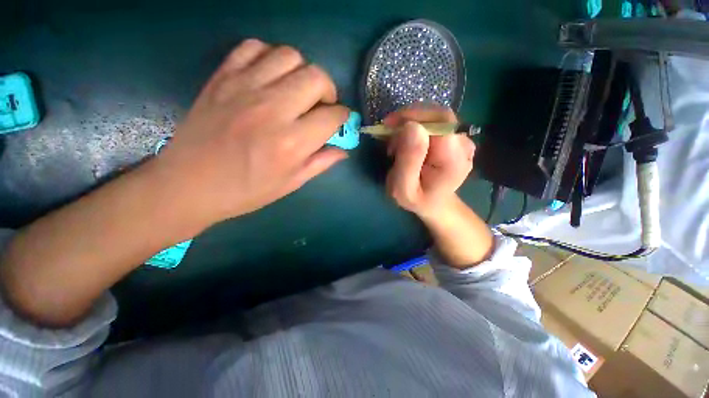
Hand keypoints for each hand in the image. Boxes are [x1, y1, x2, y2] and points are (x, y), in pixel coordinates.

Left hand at [154, 39, 348, 227]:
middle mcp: (273, 109)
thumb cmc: (246, 190)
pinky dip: (269, 57)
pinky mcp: (222, 77)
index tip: (341, 120)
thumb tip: (344, 150)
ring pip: (289, 56)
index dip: (343, 116)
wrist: (190, 184)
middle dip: (329, 90)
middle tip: (322, 105)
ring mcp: (245, 88)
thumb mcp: (291, 183)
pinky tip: (270, 77)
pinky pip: (253, 48)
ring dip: (302, 71)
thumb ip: (321, 163)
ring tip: (297, 90)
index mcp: (292, 142)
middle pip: (316, 77)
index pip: (332, 116)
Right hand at [384, 104, 474, 219]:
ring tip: (396, 145)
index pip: (438, 124)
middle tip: (389, 136)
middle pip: (438, 116)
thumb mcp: (404, 188)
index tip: (388, 127)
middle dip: (409, 120)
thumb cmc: (416, 199)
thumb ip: (408, 161)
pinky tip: (407, 143)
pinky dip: (417, 127)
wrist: (434, 203)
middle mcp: (464, 146)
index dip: (412, 118)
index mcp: (454, 160)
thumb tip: (411, 126)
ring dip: (411, 124)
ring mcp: (462, 140)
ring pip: (435, 117)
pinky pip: (435, 122)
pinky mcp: (456, 138)